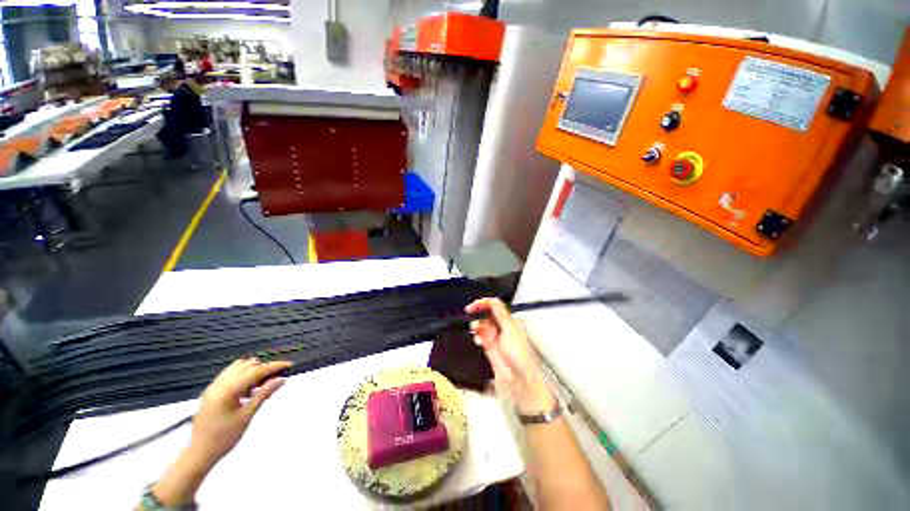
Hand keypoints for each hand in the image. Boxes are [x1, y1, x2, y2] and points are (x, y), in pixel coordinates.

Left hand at [146, 358, 290, 508]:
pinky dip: (242, 377)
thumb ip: (264, 394)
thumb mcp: (247, 416)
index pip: (256, 370)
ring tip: (260, 388)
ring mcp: (213, 386)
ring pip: (238, 367)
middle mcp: (220, 383)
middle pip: (248, 365)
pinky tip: (247, 391)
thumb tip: (281, 380)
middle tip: (274, 382)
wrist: (199, 453)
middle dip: (264, 370)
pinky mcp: (211, 391)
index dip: (274, 366)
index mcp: (228, 389)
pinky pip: (230, 375)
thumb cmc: (224, 438)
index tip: (289, 365)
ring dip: (252, 372)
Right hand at [466, 298, 555, 413]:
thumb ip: (500, 314)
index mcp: (509, 321)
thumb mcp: (509, 329)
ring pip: (482, 326)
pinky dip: (477, 337)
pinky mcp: (490, 348)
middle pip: (486, 315)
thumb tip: (493, 300)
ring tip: (476, 332)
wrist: (518, 379)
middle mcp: (502, 328)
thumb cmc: (519, 355)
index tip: (472, 306)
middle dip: (479, 316)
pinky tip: (478, 341)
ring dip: (477, 327)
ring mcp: (496, 338)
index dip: (483, 304)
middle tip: (472, 318)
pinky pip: (481, 338)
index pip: (494, 306)